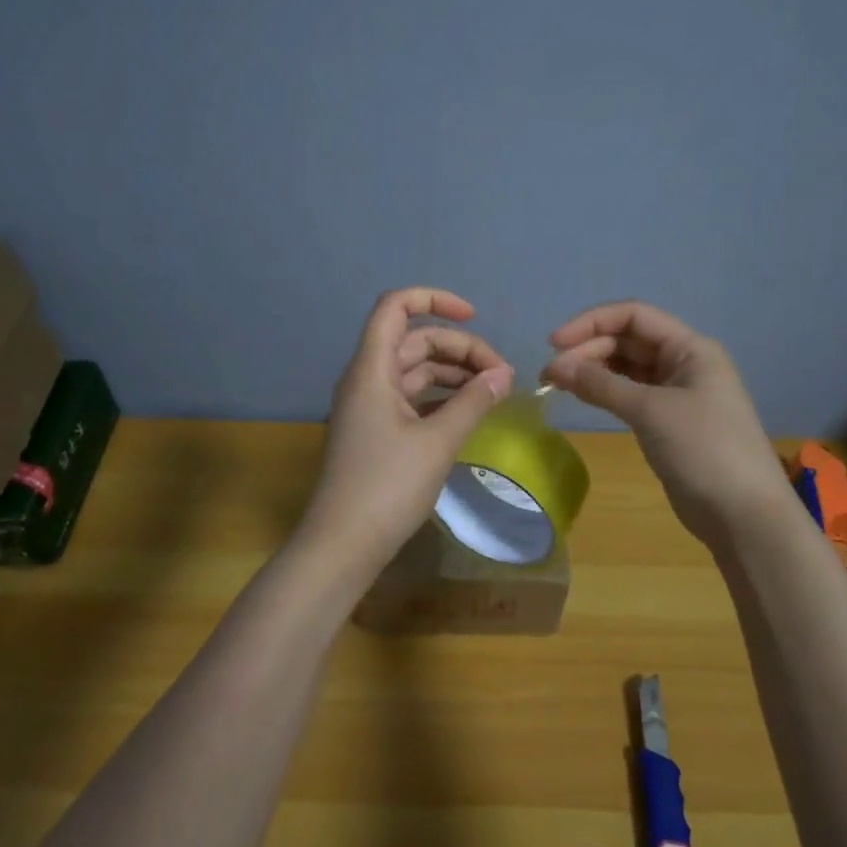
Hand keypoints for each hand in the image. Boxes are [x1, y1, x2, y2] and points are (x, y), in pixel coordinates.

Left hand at [296, 288, 513, 572]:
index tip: (473, 317)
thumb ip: (473, 402)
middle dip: (460, 349)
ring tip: (494, 392)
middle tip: (502, 376)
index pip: (395, 307)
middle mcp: (367, 379)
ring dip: (454, 374)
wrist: (342, 545)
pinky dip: (441, 399)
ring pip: (415, 371)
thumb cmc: (387, 487)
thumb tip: (503, 375)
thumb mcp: (437, 442)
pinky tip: (469, 413)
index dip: (434, 300)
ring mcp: (370, 407)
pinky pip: (412, 399)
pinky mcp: (376, 432)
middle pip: (414, 341)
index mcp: (371, 369)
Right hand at [543, 302, 792, 551]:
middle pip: (627, 341)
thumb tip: (557, 367)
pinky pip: (629, 394)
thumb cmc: (703, 450)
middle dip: (587, 350)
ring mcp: (676, 393)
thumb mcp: (650, 411)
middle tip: (549, 374)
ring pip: (626, 368)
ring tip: (556, 383)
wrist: (743, 515)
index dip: (592, 323)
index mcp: (690, 348)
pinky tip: (580, 396)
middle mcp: (683, 363)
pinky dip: (603, 392)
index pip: (633, 316)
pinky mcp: (667, 421)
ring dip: (592, 370)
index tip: (555, 343)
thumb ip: (602, 384)